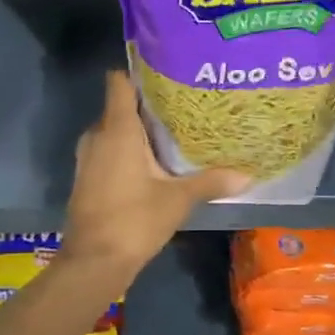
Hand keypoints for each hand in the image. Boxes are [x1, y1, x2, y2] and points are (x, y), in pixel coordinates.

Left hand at [61, 72, 247, 279]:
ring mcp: (88, 157)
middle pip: (120, 105)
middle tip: (182, 105)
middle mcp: (97, 135)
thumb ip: (210, 182)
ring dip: (137, 130)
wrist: (93, 262)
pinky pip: (108, 150)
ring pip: (113, 130)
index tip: (166, 71)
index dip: (138, 72)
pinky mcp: (87, 176)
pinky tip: (153, 162)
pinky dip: (126, 150)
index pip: (118, 82)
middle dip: (147, 104)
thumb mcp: (178, 200)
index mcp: (117, 129)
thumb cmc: (134, 220)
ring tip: (172, 132)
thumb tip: (248, 175)